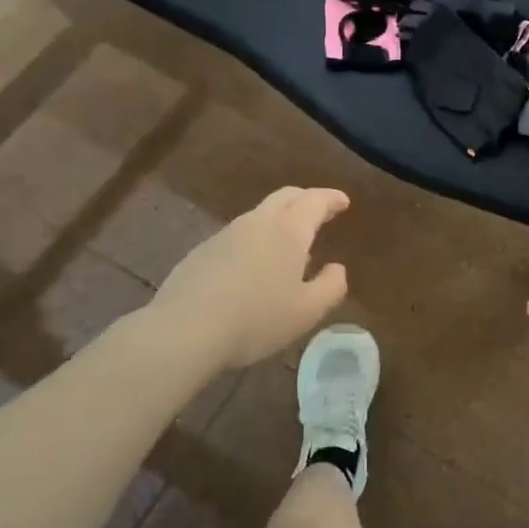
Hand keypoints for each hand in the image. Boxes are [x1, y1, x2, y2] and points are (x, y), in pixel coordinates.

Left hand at [146, 187, 350, 370]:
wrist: (184, 330)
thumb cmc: (256, 319)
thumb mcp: (307, 311)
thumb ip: (331, 286)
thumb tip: (337, 268)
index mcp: (288, 231)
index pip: (315, 201)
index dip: (332, 199)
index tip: (343, 202)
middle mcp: (257, 222)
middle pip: (285, 196)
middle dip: (306, 199)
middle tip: (320, 211)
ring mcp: (225, 234)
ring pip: (259, 214)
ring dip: (280, 219)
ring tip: (289, 244)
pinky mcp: (201, 252)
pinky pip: (238, 235)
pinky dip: (255, 239)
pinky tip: (254, 266)